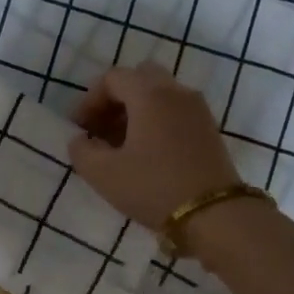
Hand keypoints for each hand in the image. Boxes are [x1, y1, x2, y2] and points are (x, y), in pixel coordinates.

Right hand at [67, 65, 242, 229]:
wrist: (213, 215)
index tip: (79, 129)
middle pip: (140, 78)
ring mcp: (197, 109)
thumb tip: (80, 140)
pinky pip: (175, 111)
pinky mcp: (209, 129)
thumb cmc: (153, 187)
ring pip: (160, 94)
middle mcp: (176, 92)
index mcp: (150, 95)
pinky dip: (156, 121)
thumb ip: (81, 151)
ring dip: (136, 111)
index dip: (89, 100)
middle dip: (115, 99)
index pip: (112, 78)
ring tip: (120, 146)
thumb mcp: (103, 174)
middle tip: (101, 129)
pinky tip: (145, 154)